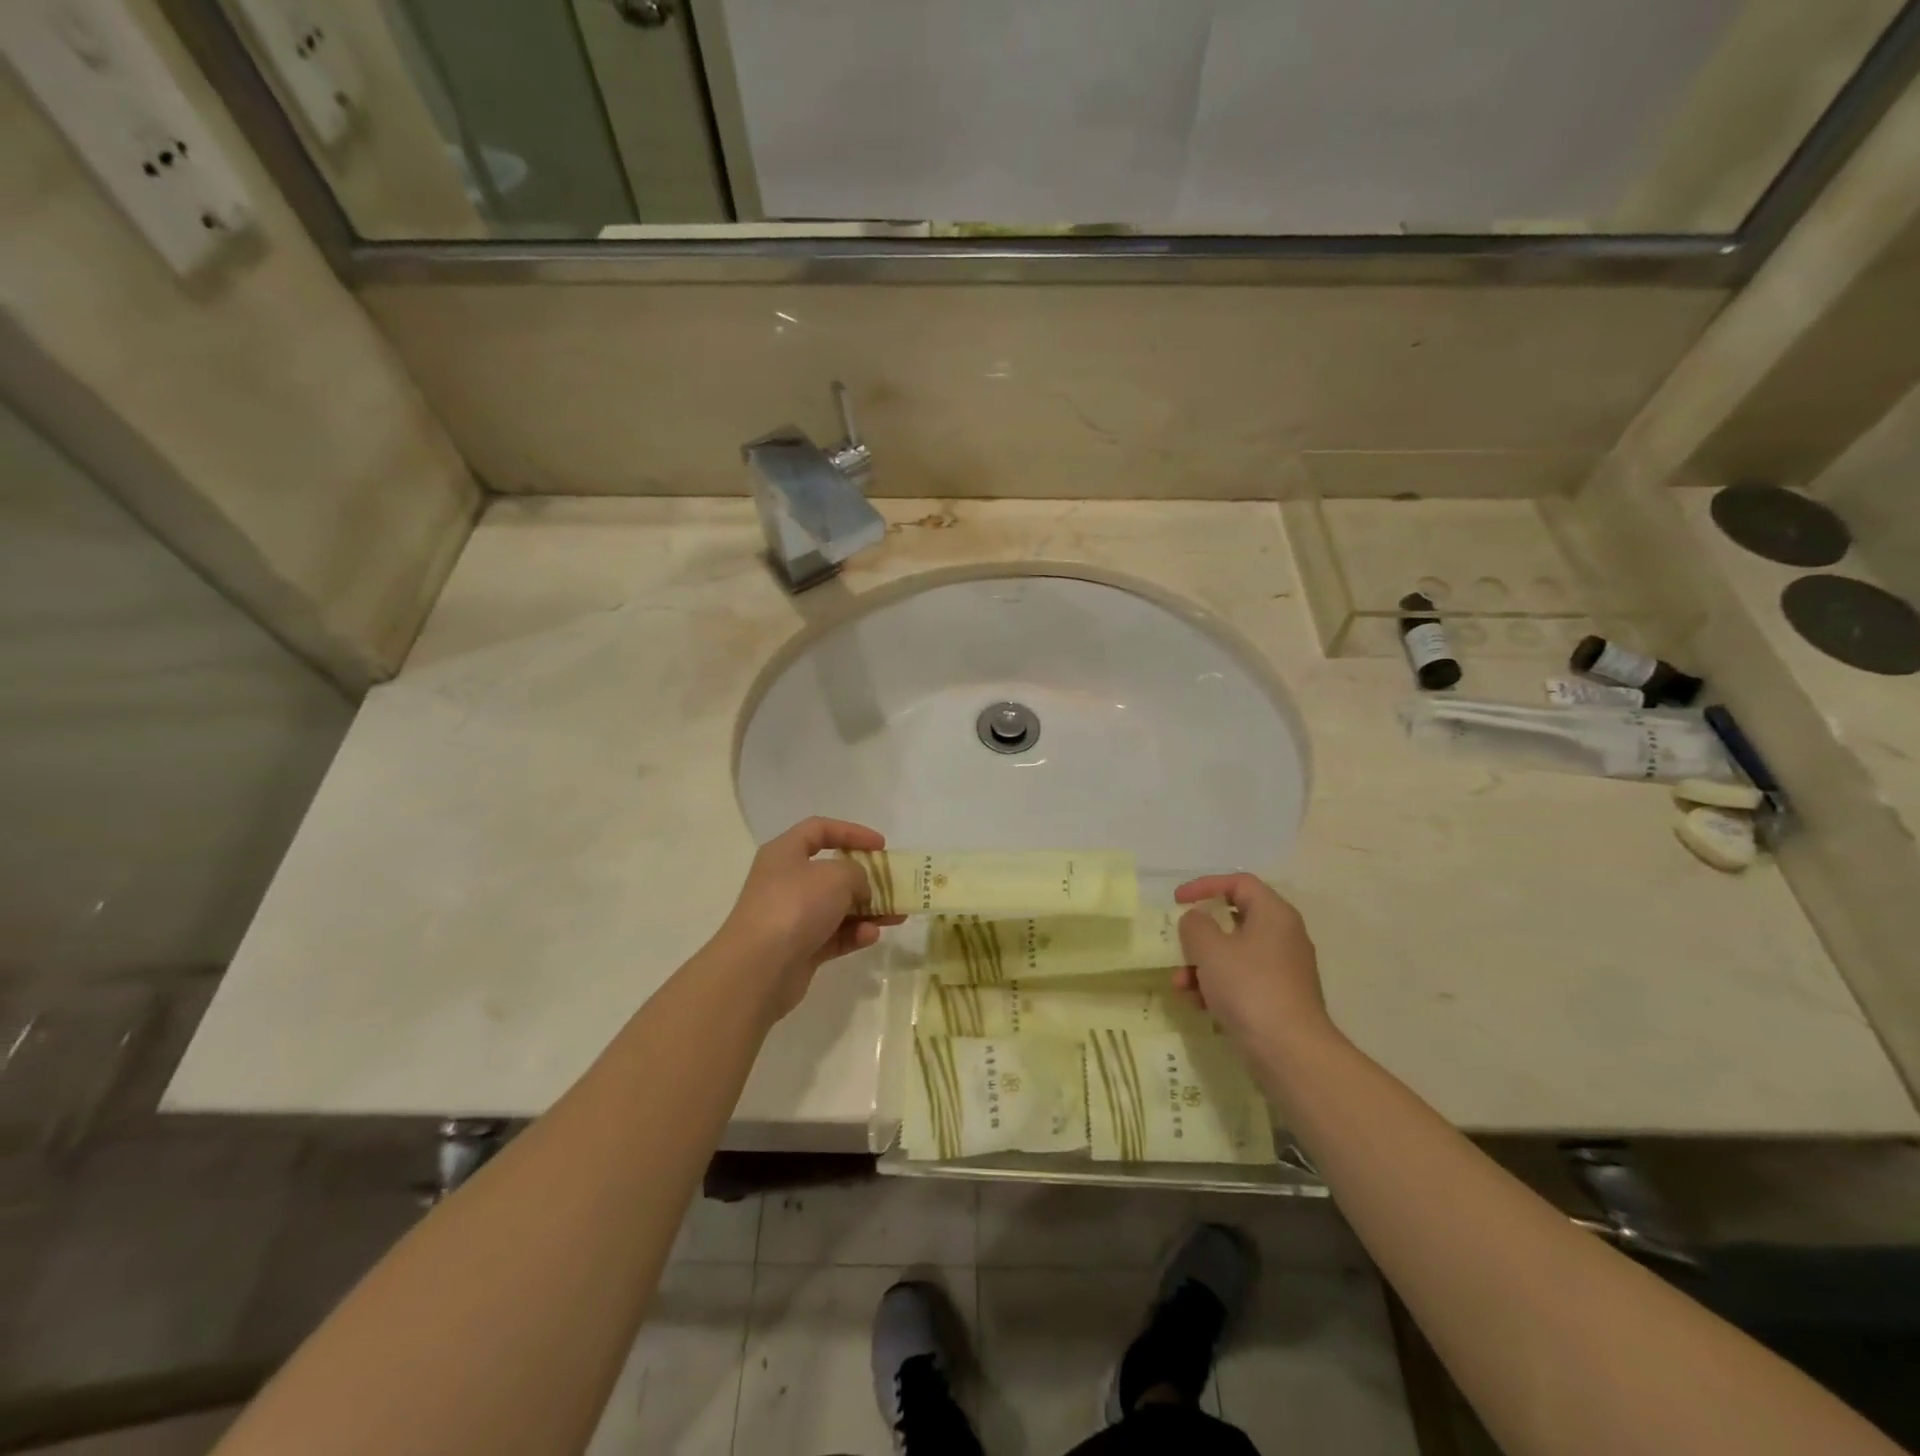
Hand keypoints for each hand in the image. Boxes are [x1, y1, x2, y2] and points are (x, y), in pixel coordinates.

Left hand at [715, 817, 901, 1019]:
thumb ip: (858, 874)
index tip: (881, 845)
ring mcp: (792, 917)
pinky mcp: (799, 948)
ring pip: (836, 907)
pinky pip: (833, 935)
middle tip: (893, 884)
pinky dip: (854, 934)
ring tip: (897, 916)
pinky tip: (872, 936)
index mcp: (785, 853)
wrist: (758, 968)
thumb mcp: (836, 876)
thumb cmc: (796, 906)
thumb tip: (859, 890)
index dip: (852, 832)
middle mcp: (786, 881)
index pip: (820, 830)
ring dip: (867, 910)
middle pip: (831, 872)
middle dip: (866, 878)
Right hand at [1173, 873, 1334, 1048]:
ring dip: (1201, 965)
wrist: (1291, 1053)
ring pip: (1234, 953)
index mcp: (1274, 914)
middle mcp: (1283, 936)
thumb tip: (1196, 920)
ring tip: (1181, 985)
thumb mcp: (1211, 949)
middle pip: (1234, 919)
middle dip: (1199, 935)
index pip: (1238, 883)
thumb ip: (1195, 925)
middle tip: (1178, 945)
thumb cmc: (1249, 988)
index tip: (1177, 901)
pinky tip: (1197, 1004)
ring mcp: (1282, 970)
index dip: (1204, 886)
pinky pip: (1241, 980)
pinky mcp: (1278, 999)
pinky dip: (1217, 986)